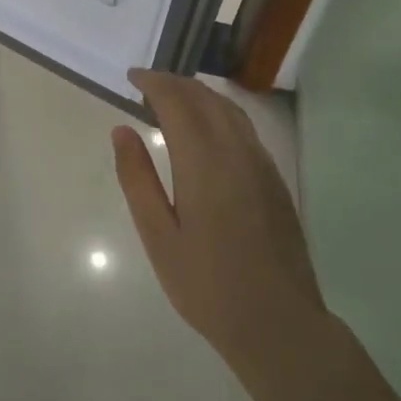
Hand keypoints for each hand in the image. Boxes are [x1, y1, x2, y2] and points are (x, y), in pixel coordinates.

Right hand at [113, 69, 326, 378]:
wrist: (279, 324)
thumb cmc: (207, 285)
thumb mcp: (158, 236)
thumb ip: (137, 178)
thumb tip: (121, 130)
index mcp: (203, 161)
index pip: (177, 101)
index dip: (154, 82)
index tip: (132, 77)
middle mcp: (236, 151)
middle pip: (205, 97)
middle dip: (174, 83)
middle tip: (147, 84)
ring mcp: (261, 164)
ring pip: (229, 109)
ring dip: (199, 94)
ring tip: (173, 99)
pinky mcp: (275, 180)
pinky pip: (244, 127)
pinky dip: (219, 112)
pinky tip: (207, 129)